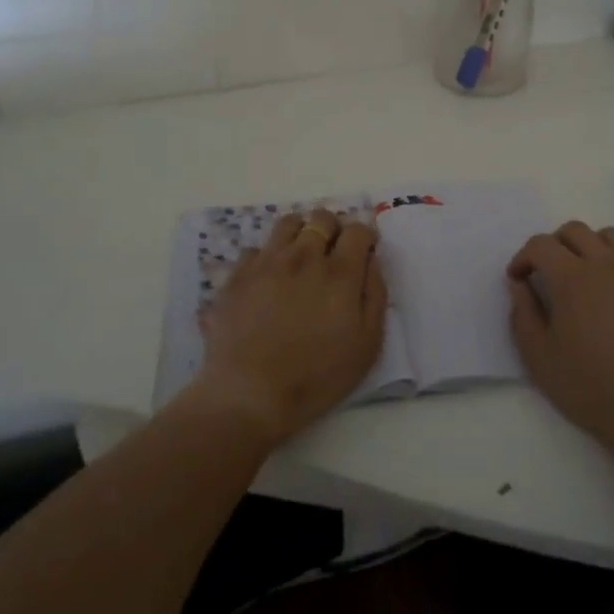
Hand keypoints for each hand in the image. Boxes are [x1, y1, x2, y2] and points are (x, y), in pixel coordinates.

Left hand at [189, 209, 388, 448]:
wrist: (249, 395)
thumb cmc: (316, 377)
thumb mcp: (366, 345)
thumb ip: (375, 295)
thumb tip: (372, 261)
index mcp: (340, 273)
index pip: (358, 230)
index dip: (365, 236)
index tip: (364, 250)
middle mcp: (304, 257)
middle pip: (322, 219)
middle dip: (334, 229)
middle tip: (333, 252)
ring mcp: (268, 263)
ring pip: (288, 223)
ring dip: (300, 233)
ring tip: (300, 256)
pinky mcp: (238, 276)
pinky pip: (256, 249)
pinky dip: (267, 257)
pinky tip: (268, 279)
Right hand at [507, 222, 613, 463]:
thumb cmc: (590, 387)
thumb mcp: (539, 358)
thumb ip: (523, 314)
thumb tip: (519, 285)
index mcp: (572, 278)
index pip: (541, 245)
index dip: (523, 257)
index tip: (518, 279)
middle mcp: (605, 265)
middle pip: (574, 231)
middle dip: (553, 245)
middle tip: (546, 274)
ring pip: (608, 236)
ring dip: (587, 246)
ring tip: (581, 274)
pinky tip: (612, 295)